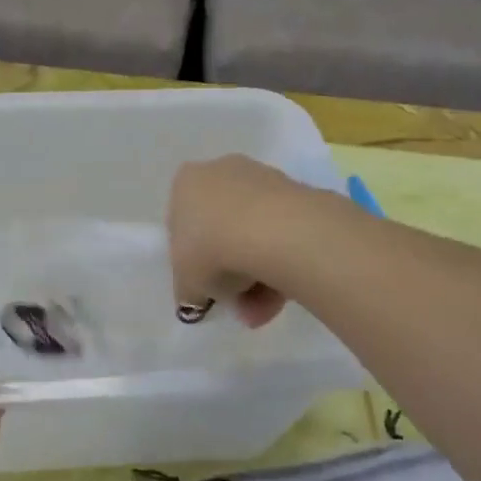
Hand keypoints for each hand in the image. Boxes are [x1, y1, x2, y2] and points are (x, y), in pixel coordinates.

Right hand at [167, 154, 318, 327]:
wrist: (273, 232)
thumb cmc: (211, 249)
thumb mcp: (186, 283)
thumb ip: (188, 290)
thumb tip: (197, 298)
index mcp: (186, 183)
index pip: (182, 224)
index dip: (192, 260)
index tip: (206, 286)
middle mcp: (221, 171)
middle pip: (221, 228)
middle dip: (230, 271)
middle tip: (238, 302)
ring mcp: (262, 178)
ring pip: (254, 234)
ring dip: (257, 275)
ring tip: (265, 309)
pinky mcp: (298, 192)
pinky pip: (281, 232)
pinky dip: (281, 261)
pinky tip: (285, 293)